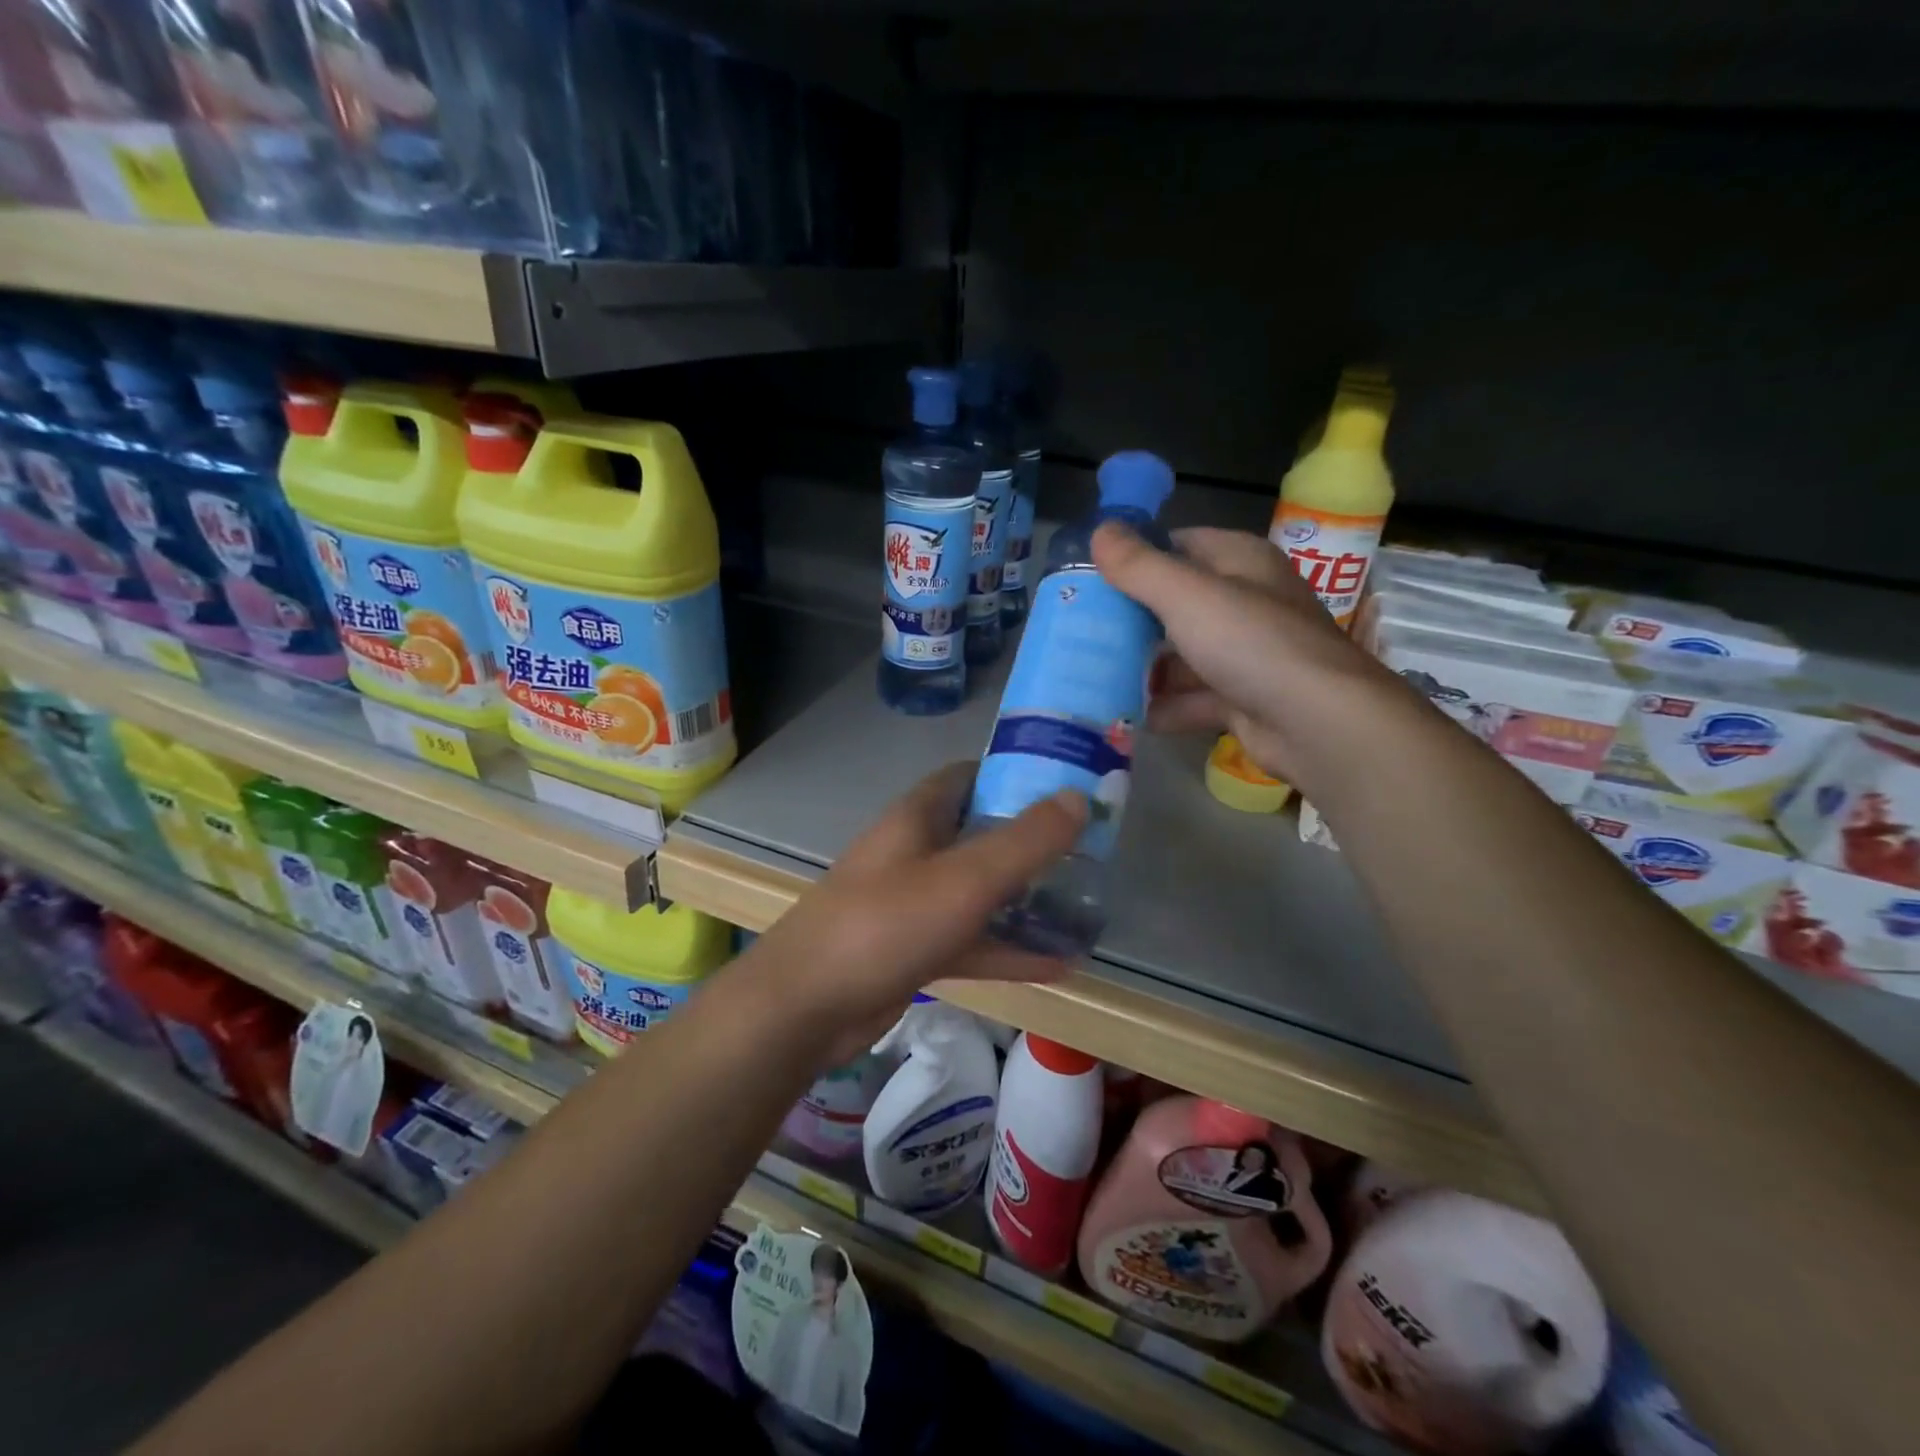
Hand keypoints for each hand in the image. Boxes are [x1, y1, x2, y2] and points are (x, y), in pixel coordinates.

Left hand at [741, 762, 1087, 1064]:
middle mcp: (915, 852)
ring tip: (1085, 906)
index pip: (970, 777)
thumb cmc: (885, 925)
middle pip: (980, 834)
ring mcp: (913, 903)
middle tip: (1088, 850)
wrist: (806, 1007)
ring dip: (1026, 899)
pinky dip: (1009, 948)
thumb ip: (1025, 841)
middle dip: (1031, 841)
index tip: (1067, 785)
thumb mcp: (964, 879)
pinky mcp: (914, 949)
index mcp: (918, 817)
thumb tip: (1079, 796)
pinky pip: (971, 940)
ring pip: (979, 892)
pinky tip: (1061, 964)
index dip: (1016, 774)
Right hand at [1092, 522, 1394, 789]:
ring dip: (1146, 668)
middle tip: (1084, 629)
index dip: (1137, 555)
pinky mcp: (1244, 699)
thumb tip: (1099, 530)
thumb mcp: (1186, 595)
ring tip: (1094, 676)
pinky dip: (1166, 707)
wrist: (1317, 723)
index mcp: (1240, 562)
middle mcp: (1246, 602)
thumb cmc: (1251, 642)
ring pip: (1184, 655)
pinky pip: (1194, 698)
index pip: (1180, 544)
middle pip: (1178, 603)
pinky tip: (1129, 715)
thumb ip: (1139, 566)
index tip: (1092, 575)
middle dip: (1133, 618)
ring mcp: (1247, 653)